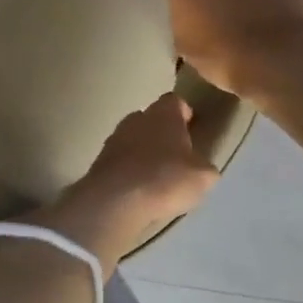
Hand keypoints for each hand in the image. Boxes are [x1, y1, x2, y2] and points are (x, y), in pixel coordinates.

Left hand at [43, 94, 218, 261]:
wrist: (115, 201)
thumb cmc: (165, 180)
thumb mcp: (202, 177)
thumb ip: (204, 166)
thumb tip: (200, 167)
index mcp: (164, 114)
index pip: (175, 101)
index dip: (184, 113)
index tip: (192, 127)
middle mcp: (136, 118)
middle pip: (152, 118)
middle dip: (162, 132)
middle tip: (175, 154)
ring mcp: (114, 139)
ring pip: (133, 139)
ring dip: (143, 151)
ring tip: (155, 175)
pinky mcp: (99, 161)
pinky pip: (119, 160)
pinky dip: (128, 170)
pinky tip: (137, 189)